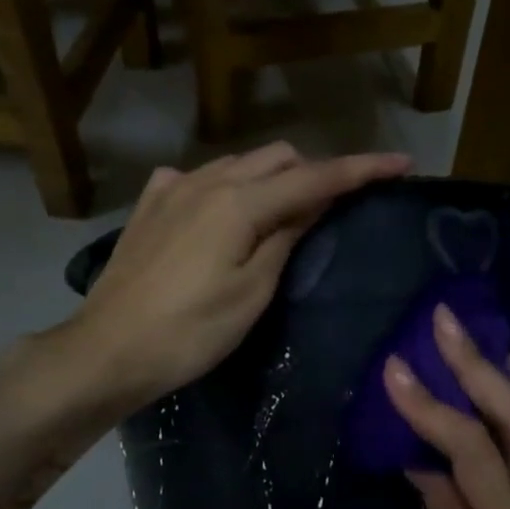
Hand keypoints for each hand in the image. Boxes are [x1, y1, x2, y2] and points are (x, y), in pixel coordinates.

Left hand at [73, 143, 411, 408]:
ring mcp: (172, 188)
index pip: (315, 177)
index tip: (401, 163)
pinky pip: (200, 178)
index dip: (362, 169)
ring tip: (283, 212)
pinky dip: (227, 186)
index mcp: (239, 202)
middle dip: (313, 171)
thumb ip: (286, 237)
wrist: (108, 350)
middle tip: (333, 206)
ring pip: (238, 163)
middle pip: (277, 157)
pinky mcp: (150, 205)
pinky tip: (223, 213)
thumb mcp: (252, 293)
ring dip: (271, 177)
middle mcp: (207, 180)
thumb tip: (314, 202)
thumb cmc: (189, 333)